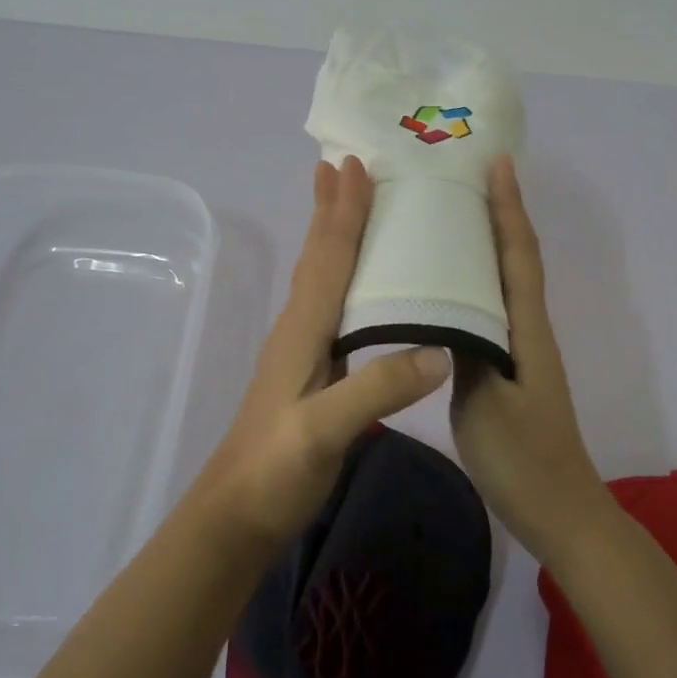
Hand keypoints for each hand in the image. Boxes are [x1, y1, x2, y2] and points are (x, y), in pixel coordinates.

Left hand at [191, 157, 451, 550]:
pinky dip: (340, 275)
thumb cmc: (274, 470)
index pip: (328, 258)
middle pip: (318, 256)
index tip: (355, 166)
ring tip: (344, 202)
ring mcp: (301, 350)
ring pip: (320, 276)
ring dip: (331, 234)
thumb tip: (440, 348)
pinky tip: (354, 283)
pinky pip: (329, 304)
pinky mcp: (309, 371)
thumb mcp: (324, 432)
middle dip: (330, 209)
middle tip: (340, 163)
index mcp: (303, 330)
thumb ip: (377, 389)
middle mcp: (299, 328)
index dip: (343, 212)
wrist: (235, 514)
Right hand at [449, 156, 616, 563]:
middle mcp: (527, 328)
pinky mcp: (507, 367)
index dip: (509, 207)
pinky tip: (445, 285)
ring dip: (486, 242)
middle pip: (515, 257)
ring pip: (503, 281)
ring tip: (450, 215)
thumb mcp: (487, 403)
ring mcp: (519, 348)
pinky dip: (473, 281)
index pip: (518, 254)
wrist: (558, 510)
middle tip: (465, 176)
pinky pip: (490, 308)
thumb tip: (446, 303)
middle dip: (499, 212)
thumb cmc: (523, 458)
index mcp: (526, 328)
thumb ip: (467, 349)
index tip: (497, 163)